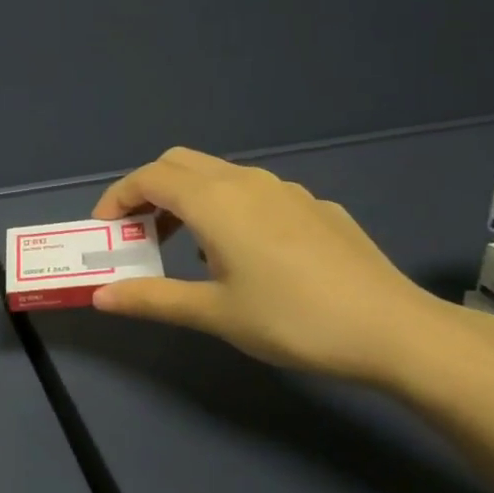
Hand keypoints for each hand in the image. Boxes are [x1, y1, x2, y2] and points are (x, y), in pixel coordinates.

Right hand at [90, 147, 472, 386]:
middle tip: (138, 235)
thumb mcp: (214, 313)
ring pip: (219, 175)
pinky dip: (226, 208)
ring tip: (185, 249)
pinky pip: (254, 192)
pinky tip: (244, 256)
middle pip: (180, 164)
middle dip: (149, 191)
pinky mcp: (314, 206)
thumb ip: (152, 299)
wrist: (393, 329)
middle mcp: (247, 181)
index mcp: (216, 200)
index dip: (118, 198)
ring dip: (187, 199)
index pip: (149, 177)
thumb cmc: (292, 319)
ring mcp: (286, 190)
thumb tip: (100, 297)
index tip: (105, 232)